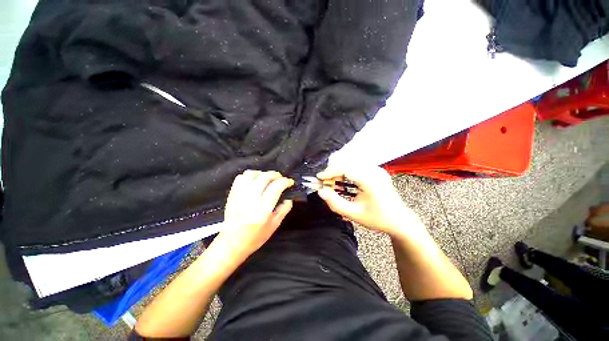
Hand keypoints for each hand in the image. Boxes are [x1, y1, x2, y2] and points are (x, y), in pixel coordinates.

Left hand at [215, 170, 293, 260]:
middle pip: (264, 177)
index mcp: (262, 210)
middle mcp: (250, 201)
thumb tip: (289, 198)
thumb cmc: (255, 237)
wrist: (232, 243)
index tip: (289, 182)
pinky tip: (255, 180)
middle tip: (281, 178)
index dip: (285, 182)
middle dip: (275, 175)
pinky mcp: (232, 195)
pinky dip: (250, 175)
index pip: (275, 187)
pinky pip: (240, 178)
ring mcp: (239, 197)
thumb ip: (284, 210)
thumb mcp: (274, 226)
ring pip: (251, 174)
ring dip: (262, 173)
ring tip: (268, 178)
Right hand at [316, 164, 422, 237]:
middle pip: (347, 164)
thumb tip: (321, 191)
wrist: (400, 220)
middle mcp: (374, 171)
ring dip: (340, 172)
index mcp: (370, 180)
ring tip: (334, 184)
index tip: (319, 178)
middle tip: (326, 184)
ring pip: (351, 164)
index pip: (345, 168)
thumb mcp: (353, 214)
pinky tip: (344, 182)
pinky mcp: (377, 171)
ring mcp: (377, 169)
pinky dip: (347, 173)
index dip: (329, 171)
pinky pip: (357, 167)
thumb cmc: (378, 218)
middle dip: (333, 172)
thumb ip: (335, 202)